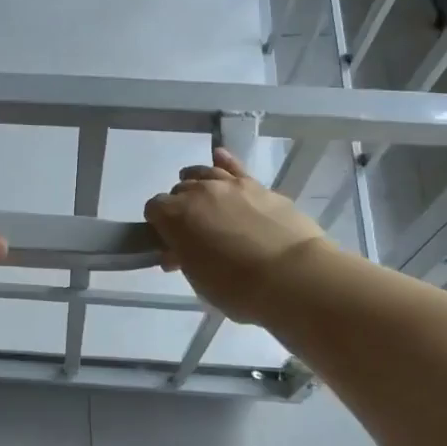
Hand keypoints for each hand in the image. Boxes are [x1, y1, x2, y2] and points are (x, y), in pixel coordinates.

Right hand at [144, 147, 332, 323]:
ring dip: (198, 184)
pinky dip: (224, 162)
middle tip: (193, 231)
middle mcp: (198, 192)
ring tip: (203, 198)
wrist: (292, 275)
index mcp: (175, 216)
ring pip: (203, 173)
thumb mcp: (199, 280)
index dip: (159, 225)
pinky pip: (234, 166)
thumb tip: (175, 251)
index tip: (169, 241)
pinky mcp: (258, 186)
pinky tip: (219, 158)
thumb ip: (184, 259)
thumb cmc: (237, 287)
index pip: (154, 209)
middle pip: (179, 190)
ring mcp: (230, 185)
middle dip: (181, 207)